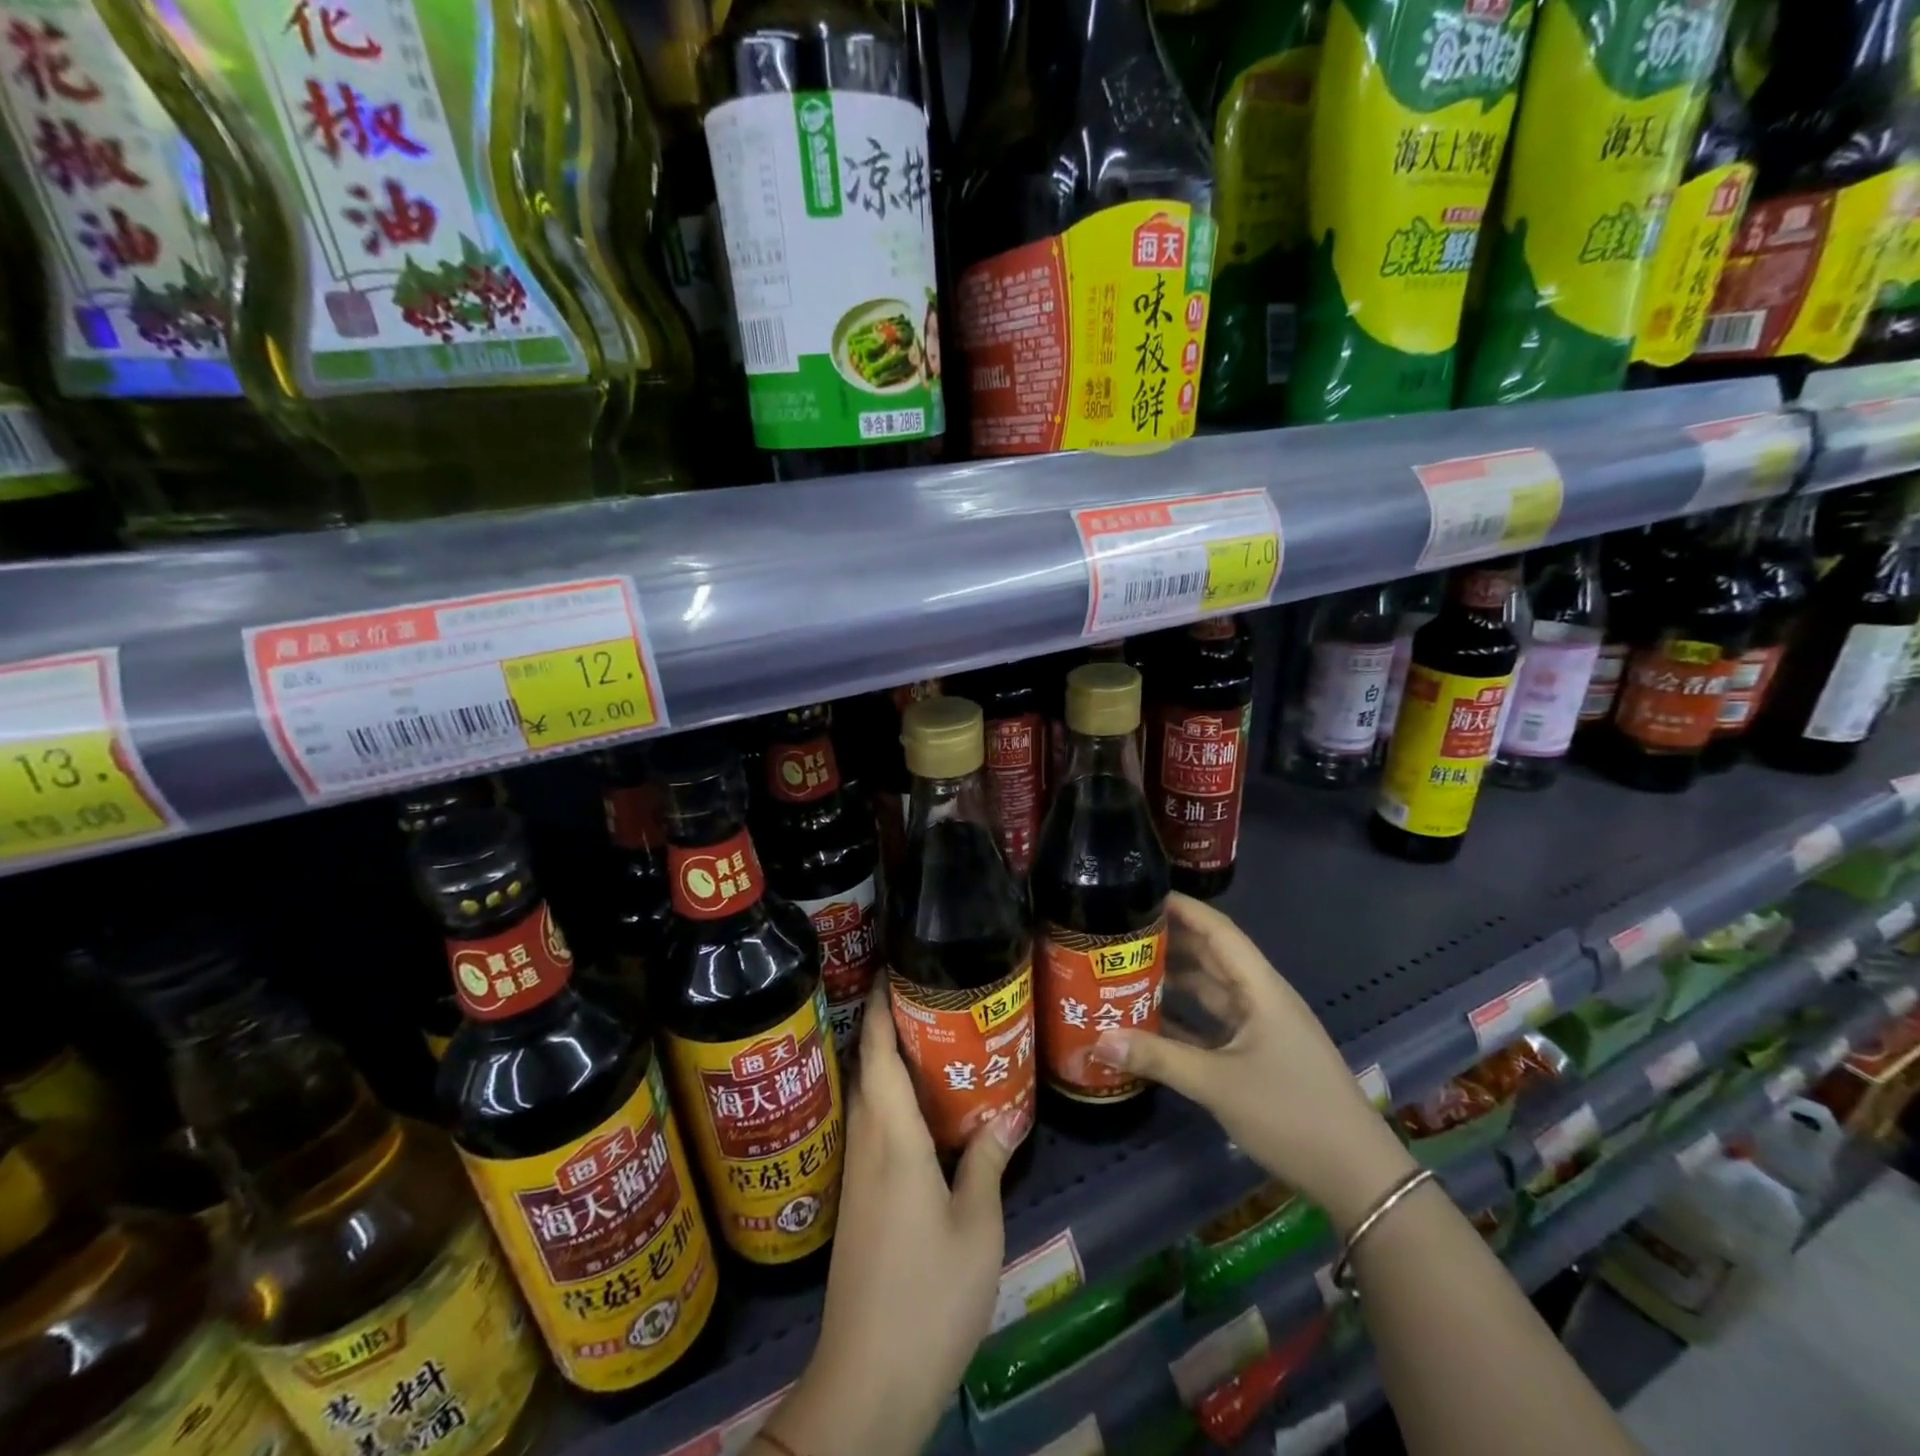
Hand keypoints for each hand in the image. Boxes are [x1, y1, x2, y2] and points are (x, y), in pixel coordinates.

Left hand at [759, 983, 1026, 1455]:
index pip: (879, 1054)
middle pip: (869, 1068)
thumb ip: (986, 1162)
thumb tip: (1007, 1115)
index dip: (882, 1007)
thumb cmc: (929, 1293)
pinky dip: (893, 1103)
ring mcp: (858, 1175)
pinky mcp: (859, 1202)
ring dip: (889, 1064)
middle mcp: (867, 1145)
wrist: (869, 1377)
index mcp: (893, 1138)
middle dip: (888, 1027)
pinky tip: (924, 1115)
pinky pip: (873, 1129)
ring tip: (932, 1042)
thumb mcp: (976, 1226)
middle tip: (929, 998)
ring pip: (869, 1099)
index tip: (893, 970)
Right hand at [1090, 893, 1415, 1233]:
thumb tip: (1098, 1041)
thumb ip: (1158, 1058)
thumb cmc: (1292, 1113)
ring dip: (1174, 980)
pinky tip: (1148, 1021)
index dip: (1183, 908)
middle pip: (1211, 956)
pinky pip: (1213, 1024)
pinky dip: (1183, 1019)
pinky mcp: (1258, 1055)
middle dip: (1170, 941)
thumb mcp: (1218, 1084)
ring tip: (1125, 970)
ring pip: (1210, 991)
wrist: (1357, 1177)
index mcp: (1261, 989)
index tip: (1142, 893)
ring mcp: (1261, 1028)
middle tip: (1121, 932)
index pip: (1219, 931)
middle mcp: (1261, 999)